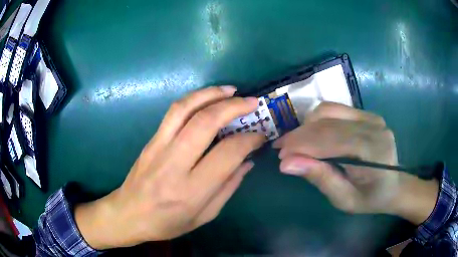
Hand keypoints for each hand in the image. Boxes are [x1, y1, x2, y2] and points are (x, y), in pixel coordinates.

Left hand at [75, 86, 264, 248]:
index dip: (249, 139)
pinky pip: (173, 112)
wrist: (128, 214)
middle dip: (233, 106)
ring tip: (230, 90)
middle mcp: (173, 164)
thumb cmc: (167, 223)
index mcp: (190, 190)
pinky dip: (194, 99)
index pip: (227, 153)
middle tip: (252, 102)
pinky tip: (207, 98)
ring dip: (210, 94)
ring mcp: (158, 147)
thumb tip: (247, 161)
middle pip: (205, 123)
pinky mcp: (150, 140)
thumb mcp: (204, 216)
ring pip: (185, 108)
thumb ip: (228, 187)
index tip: (261, 135)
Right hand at [273, 102, 437, 223]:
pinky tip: (312, 134)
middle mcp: (374, 127)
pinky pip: (336, 109)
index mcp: (374, 151)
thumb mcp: (344, 199)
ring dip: (307, 125)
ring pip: (329, 110)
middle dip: (300, 135)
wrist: (394, 186)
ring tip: (295, 142)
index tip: (280, 155)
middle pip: (328, 122)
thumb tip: (287, 163)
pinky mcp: (367, 114)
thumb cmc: (370, 198)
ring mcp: (371, 117)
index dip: (302, 145)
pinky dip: (318, 121)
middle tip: (282, 149)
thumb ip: (320, 178)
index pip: (332, 139)